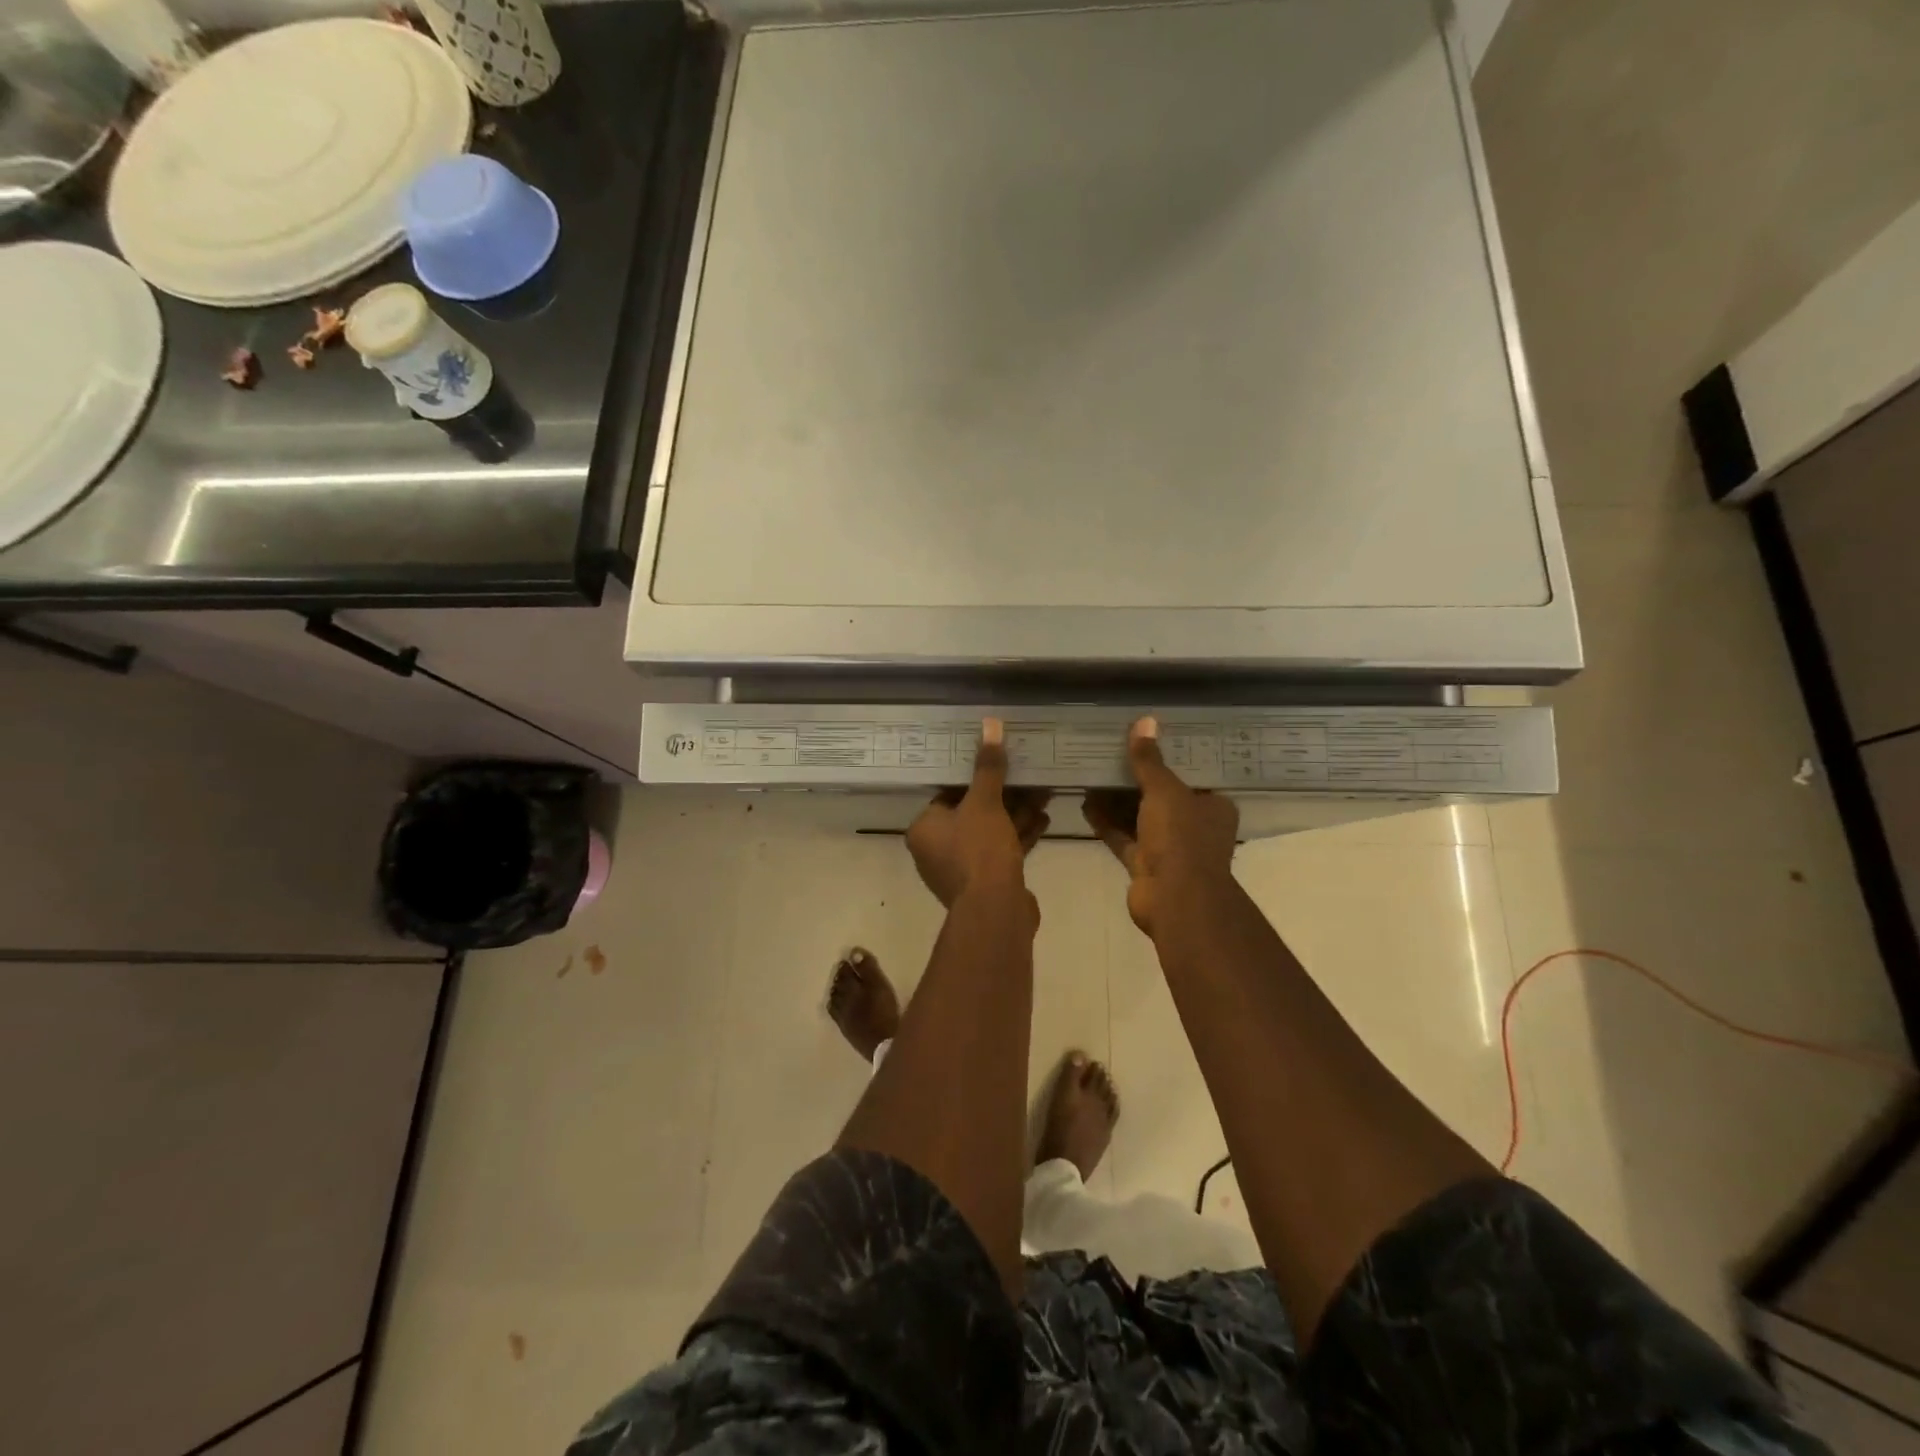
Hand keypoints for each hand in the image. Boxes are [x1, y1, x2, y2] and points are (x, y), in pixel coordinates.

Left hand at [907, 718, 1051, 908]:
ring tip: (1044, 793)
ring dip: (1016, 814)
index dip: (974, 779)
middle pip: (972, 813)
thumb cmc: (979, 850)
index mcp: (924, 829)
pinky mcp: (985, 883)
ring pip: (990, 833)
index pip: (947, 794)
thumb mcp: (985, 802)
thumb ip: (988, 766)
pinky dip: (1019, 836)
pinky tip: (1045, 819)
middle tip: (1028, 778)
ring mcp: (961, 869)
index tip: (998, 764)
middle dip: (1004, 796)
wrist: (997, 910)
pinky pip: (1001, 851)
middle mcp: (936, 850)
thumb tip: (990, 724)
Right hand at [1083, 718, 1238, 934]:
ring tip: (1092, 774)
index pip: (1191, 776)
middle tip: (1110, 755)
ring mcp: (1168, 849)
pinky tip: (1085, 803)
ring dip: (1117, 801)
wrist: (1175, 899)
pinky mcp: (1145, 866)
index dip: (1167, 759)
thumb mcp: (1165, 791)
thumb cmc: (1181, 838)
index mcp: (1213, 807)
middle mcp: (1194, 827)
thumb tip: (1145, 721)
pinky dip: (1106, 823)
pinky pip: (1123, 838)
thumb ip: (1150, 760)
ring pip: (1139, 818)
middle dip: (1135, 780)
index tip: (1143, 742)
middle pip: (1161, 797)